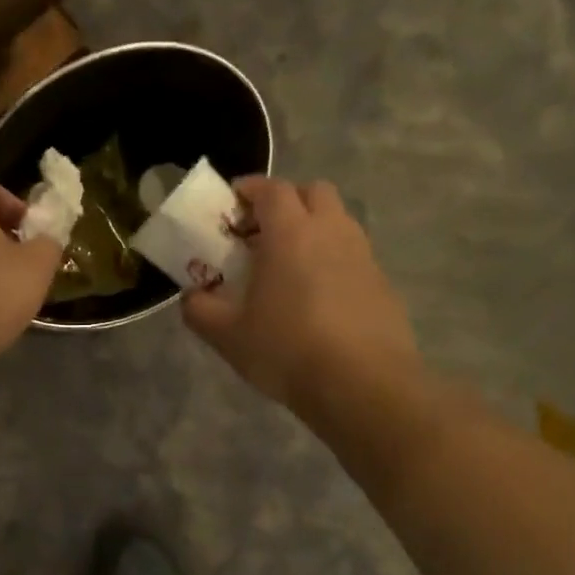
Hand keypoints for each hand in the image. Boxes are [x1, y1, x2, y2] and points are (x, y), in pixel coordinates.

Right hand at [183, 177, 418, 409]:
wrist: (363, 386)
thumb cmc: (287, 349)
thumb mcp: (227, 335)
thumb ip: (200, 309)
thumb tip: (192, 297)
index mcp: (290, 232)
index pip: (271, 189)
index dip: (249, 189)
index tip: (230, 205)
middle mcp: (331, 231)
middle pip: (313, 192)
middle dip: (287, 201)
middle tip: (262, 232)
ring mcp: (363, 256)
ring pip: (337, 222)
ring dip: (312, 229)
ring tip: (288, 267)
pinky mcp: (382, 283)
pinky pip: (352, 255)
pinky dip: (332, 260)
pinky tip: (317, 298)